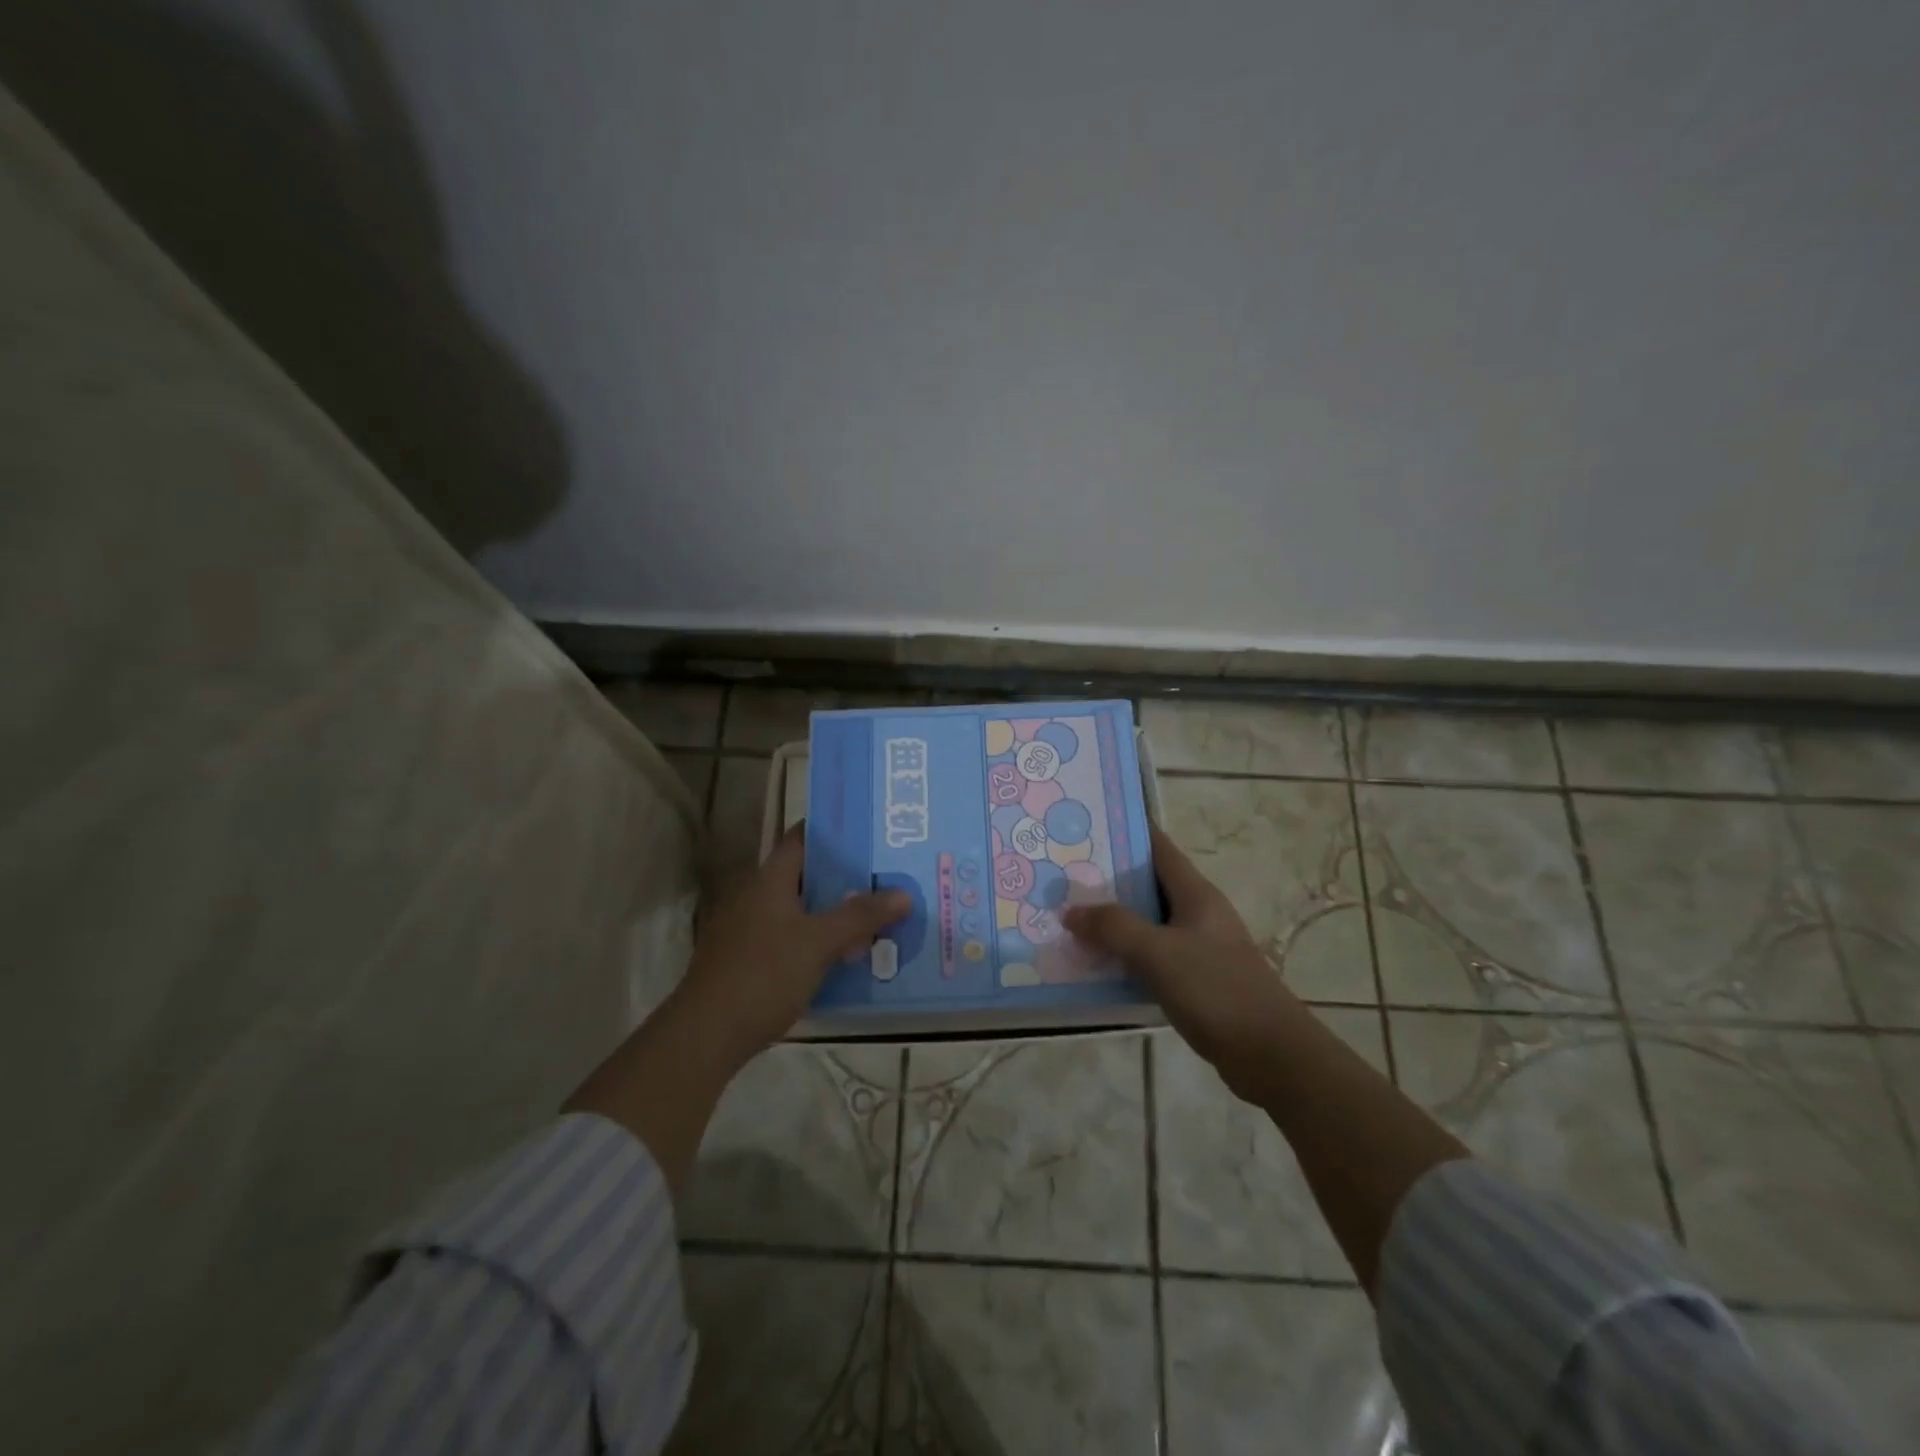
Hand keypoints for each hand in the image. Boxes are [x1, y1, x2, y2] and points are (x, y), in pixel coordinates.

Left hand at [672, 825, 910, 1065]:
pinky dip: (820, 940)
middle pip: (807, 875)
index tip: (870, 830)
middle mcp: (757, 897)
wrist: (707, 1035)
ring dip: (835, 912)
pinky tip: (848, 955)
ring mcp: (751, 930)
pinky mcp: (751, 961)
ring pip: (802, 910)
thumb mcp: (819, 942)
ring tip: (879, 914)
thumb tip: (904, 893)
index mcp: (769, 880)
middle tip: (888, 875)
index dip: (834, 830)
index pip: (802, 838)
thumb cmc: (763, 974)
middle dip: (846, 876)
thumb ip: (861, 916)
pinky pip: (794, 938)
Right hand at [1063, 825, 1303, 1098]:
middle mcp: (1199, 913)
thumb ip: (1114, 928)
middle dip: (1110, 878)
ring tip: (1071, 916)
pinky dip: (1128, 953)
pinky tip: (1099, 962)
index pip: (1159, 847)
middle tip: (1065, 874)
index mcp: (1196, 894)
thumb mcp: (1158, 953)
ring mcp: (1200, 947)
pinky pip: (1154, 955)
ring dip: (1116, 920)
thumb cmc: (1216, 989)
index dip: (1127, 831)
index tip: (1088, 823)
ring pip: (1149, 922)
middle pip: (1149, 884)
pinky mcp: (1198, 979)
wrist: (1271, 1053)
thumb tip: (1070, 910)